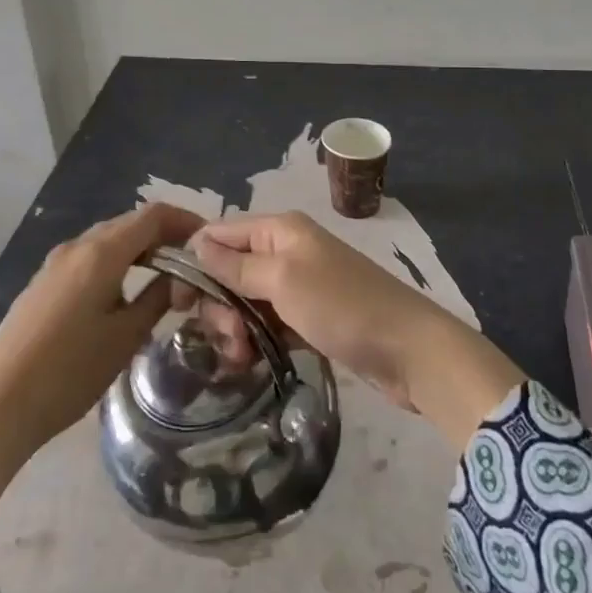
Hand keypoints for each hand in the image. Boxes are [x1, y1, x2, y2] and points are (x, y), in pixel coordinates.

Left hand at [0, 201, 202, 538]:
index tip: (208, 241)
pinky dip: (116, 263)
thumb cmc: (69, 372)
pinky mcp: (42, 283)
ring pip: (108, 241)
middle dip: (164, 236)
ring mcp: (54, 263)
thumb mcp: (124, 338)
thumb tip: (179, 280)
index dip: (185, 221)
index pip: (153, 215)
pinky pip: (88, 258)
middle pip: (129, 223)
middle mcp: (76, 246)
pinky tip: (123, 294)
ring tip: (164, 278)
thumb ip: (156, 300)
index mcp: (101, 252)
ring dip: (139, 250)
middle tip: (192, 263)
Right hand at [189, 212, 521, 450]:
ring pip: (246, 301)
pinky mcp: (309, 318)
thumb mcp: (284, 280)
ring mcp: (299, 285)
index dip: (196, 263)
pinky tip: (251, 362)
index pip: (220, 233)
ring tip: (242, 359)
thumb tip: (197, 244)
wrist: (410, 351)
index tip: (181, 303)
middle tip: (229, 340)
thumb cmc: (343, 306)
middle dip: (219, 305)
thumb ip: (237, 265)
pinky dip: (256, 340)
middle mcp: (286, 250)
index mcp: (280, 229)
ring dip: (236, 329)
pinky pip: (268, 324)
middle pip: (230, 270)